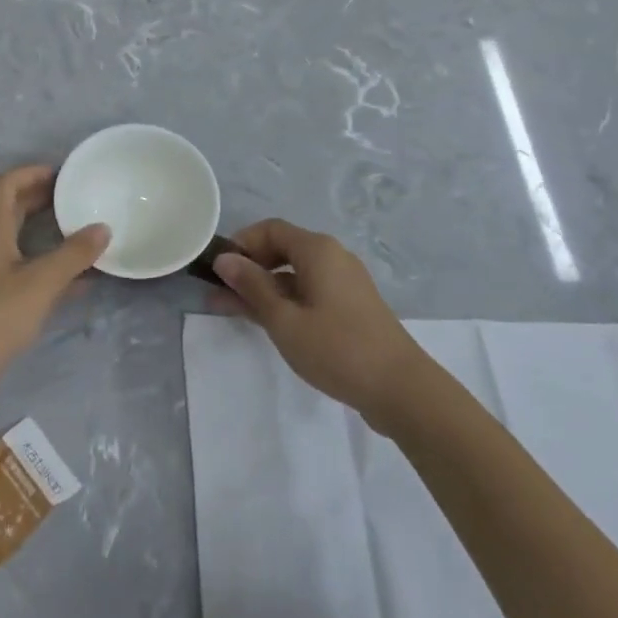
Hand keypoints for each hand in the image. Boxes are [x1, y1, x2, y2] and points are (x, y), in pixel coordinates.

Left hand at [0, 165, 109, 395]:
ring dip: (49, 233)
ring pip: (21, 241)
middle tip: (81, 198)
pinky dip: (50, 268)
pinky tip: (80, 280)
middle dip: (45, 199)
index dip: (34, 172)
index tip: (66, 175)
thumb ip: (73, 254)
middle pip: (14, 208)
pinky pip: (26, 272)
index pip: (7, 183)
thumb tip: (103, 227)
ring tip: (86, 233)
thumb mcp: (40, 282)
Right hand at [213, 219, 422, 426]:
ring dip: (263, 288)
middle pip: (282, 249)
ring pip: (294, 274)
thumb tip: (225, 259)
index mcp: (318, 250)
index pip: (270, 229)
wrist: (400, 388)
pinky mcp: (350, 306)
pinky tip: (265, 321)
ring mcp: (344, 282)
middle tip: (218, 292)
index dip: (241, 243)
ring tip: (229, 310)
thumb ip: (252, 286)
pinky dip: (284, 301)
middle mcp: (332, 257)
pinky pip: (309, 292)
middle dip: (249, 268)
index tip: (217, 269)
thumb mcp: (284, 320)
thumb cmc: (337, 348)